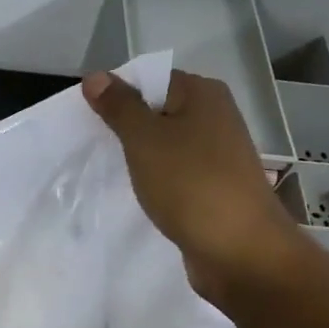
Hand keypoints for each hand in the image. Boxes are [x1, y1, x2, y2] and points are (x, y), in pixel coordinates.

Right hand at [82, 69, 302, 313]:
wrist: (240, 251)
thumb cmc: (191, 185)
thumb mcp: (145, 140)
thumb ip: (119, 107)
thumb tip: (94, 76)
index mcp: (203, 94)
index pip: (151, 80)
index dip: (118, 96)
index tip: (88, 121)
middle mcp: (215, 118)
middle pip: (158, 113)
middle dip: (125, 130)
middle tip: (92, 148)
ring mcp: (217, 156)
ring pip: (165, 148)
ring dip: (139, 160)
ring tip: (110, 173)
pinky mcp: (214, 189)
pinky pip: (175, 176)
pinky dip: (155, 183)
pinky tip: (137, 196)